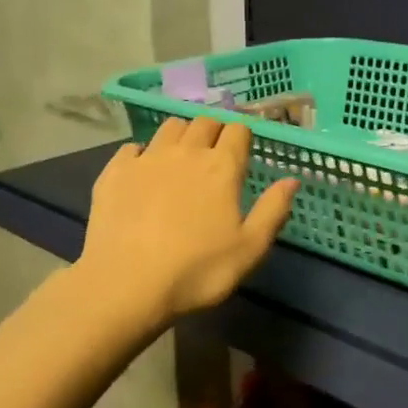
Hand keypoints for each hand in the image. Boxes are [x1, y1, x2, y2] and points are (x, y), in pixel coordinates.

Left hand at [77, 115, 298, 325]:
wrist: (126, 284)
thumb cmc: (197, 270)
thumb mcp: (250, 249)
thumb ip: (273, 210)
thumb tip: (292, 179)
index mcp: (222, 167)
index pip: (238, 130)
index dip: (243, 135)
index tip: (243, 148)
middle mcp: (186, 152)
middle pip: (204, 122)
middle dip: (214, 130)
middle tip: (215, 152)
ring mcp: (147, 158)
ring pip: (169, 128)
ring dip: (181, 135)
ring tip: (181, 156)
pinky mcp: (115, 171)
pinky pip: (132, 147)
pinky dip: (142, 153)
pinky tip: (143, 172)